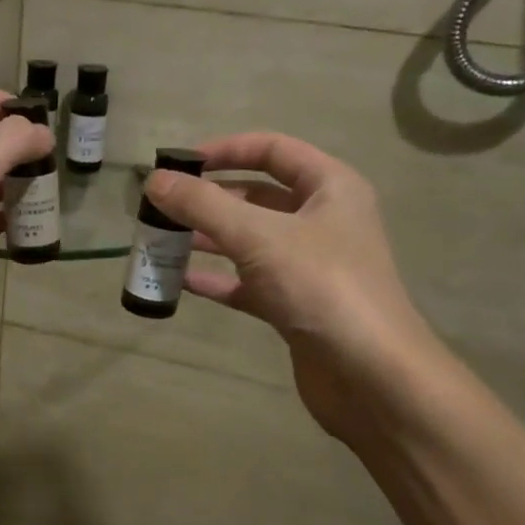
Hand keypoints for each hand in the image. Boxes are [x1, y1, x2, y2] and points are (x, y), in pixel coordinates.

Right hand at [143, 132, 438, 441]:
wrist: (370, 374)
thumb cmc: (321, 286)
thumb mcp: (258, 236)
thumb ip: (203, 205)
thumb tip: (155, 180)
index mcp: (330, 188)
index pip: (273, 150)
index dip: (225, 150)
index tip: (179, 164)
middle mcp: (323, 220)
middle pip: (257, 196)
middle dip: (209, 199)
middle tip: (162, 208)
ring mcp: (309, 266)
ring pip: (249, 241)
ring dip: (208, 239)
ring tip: (162, 241)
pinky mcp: (295, 304)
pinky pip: (248, 283)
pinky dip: (217, 279)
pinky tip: (181, 282)